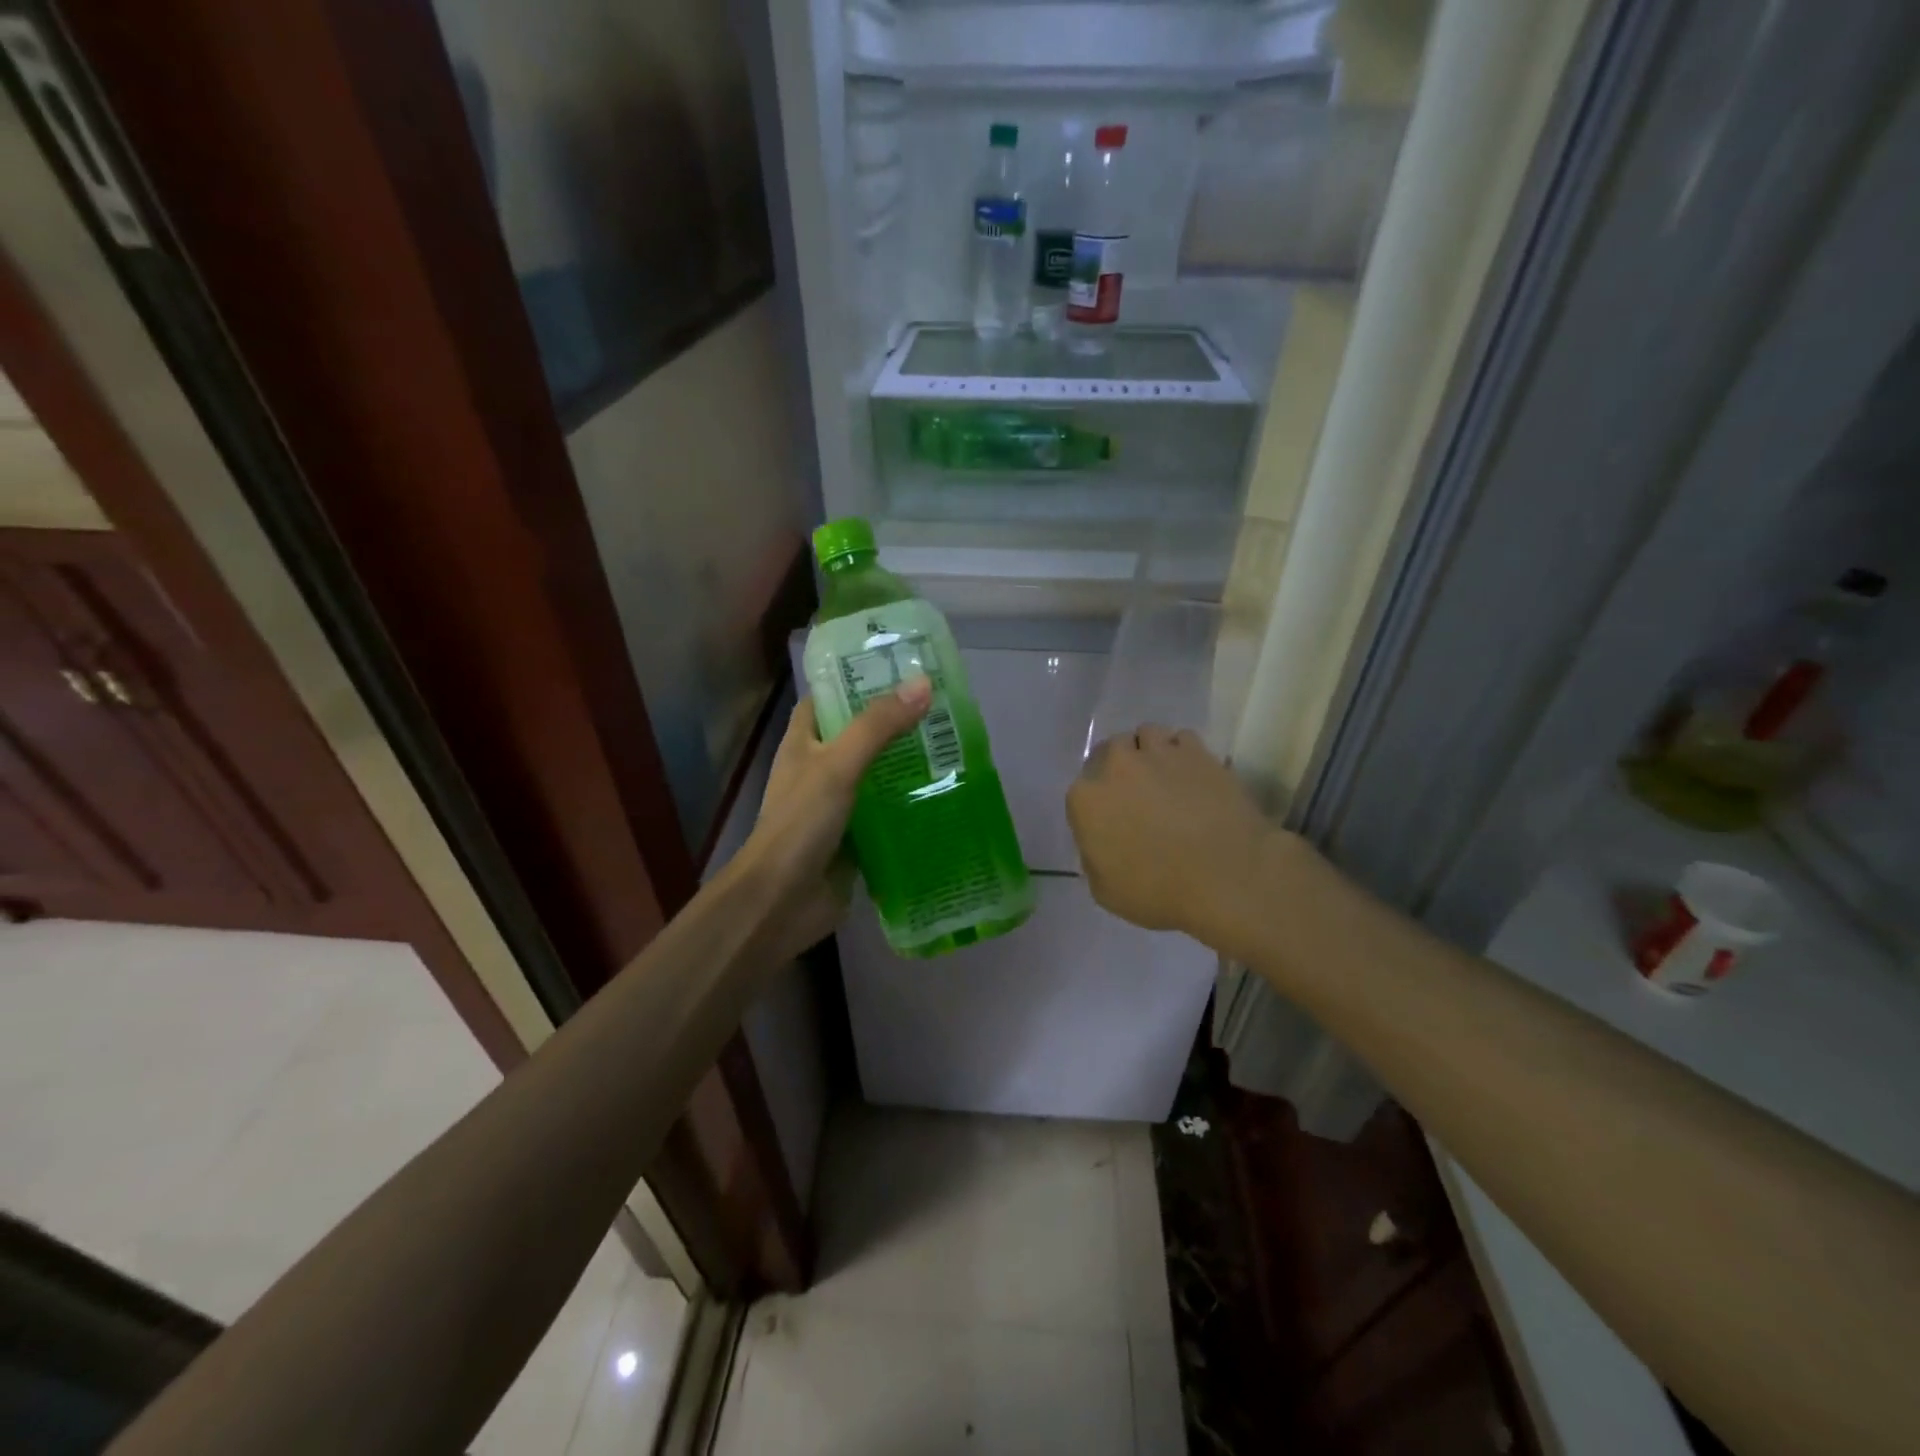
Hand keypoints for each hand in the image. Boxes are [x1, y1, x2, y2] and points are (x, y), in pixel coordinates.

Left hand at [735, 678, 932, 961]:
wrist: (781, 903)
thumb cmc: (800, 825)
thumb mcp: (838, 765)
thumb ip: (878, 726)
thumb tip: (924, 684)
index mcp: (804, 742)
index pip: (830, 696)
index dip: (858, 678)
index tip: (901, 666)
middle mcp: (820, 769)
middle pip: (861, 735)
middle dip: (897, 723)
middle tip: (944, 707)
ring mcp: (839, 806)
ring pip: (878, 775)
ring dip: (909, 764)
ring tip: (954, 747)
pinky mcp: (856, 839)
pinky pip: (888, 814)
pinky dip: (911, 805)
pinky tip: (947, 797)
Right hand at [1067, 725, 1284, 953]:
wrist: (1226, 877)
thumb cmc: (1159, 892)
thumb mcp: (1105, 891)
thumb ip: (1094, 858)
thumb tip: (1101, 843)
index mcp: (1086, 799)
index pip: (1081, 791)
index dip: (1096, 806)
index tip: (1111, 822)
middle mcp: (1117, 766)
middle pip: (1111, 751)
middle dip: (1119, 768)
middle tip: (1137, 794)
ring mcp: (1159, 753)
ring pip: (1146, 735)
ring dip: (1149, 751)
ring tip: (1165, 775)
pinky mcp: (1198, 752)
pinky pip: (1182, 738)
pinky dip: (1183, 752)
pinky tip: (1192, 774)